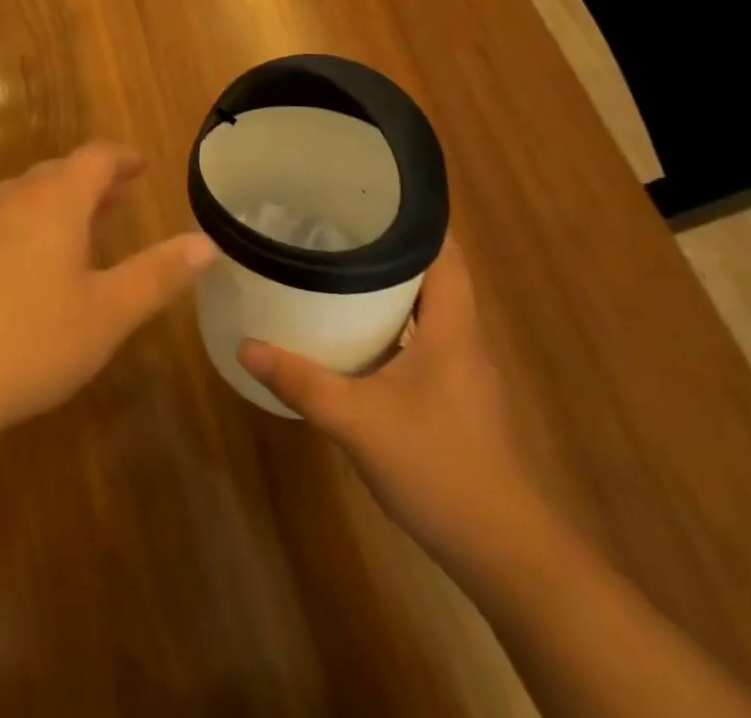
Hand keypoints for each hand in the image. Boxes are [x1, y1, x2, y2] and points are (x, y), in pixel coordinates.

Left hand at [0, 143, 214, 448]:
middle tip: (118, 199)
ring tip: (80, 230)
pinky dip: (29, 226)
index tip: (142, 166)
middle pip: (58, 173)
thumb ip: (157, 275)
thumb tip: (206, 243)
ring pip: (26, 197)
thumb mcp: (106, 314)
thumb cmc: (29, 340)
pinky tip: (29, 266)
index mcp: (55, 200)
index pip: (95, 157)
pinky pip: (1, 221)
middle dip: (92, 182)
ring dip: (59, 204)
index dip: (122, 158)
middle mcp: (13, 197)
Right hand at [236, 236, 547, 566]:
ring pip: (427, 311)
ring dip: (389, 288)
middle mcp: (463, 341)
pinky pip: (422, 341)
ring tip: (335, 268)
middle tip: (334, 226)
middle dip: (389, 248)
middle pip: (433, 276)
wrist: (506, 555)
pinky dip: (391, 325)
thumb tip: (245, 345)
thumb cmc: (439, 469)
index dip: (418, 219)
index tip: (372, 196)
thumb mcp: (357, 422)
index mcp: (452, 329)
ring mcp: (462, 373)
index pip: (446, 255)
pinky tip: (353, 334)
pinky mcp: (455, 400)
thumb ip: (301, 381)